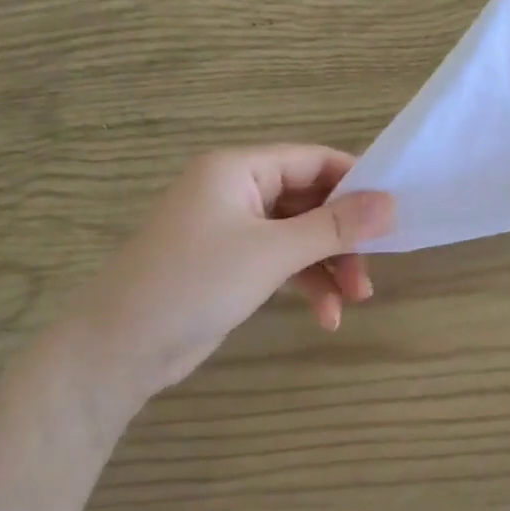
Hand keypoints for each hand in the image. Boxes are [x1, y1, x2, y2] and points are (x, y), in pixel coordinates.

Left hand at [57, 146, 393, 404]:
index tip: (393, 209)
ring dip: (329, 266)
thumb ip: (333, 227)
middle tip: (373, 269)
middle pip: (309, 200)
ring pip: (299, 235)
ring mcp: (232, 228)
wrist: (116, 350)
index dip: (355, 181)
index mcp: (238, 169)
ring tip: (355, 301)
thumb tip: (391, 203)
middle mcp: (236, 190)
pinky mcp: (231, 263)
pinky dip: (305, 284)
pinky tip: (326, 316)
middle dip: (343, 237)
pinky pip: (281, 261)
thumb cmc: (193, 284)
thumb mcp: (271, 253)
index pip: (312, 159)